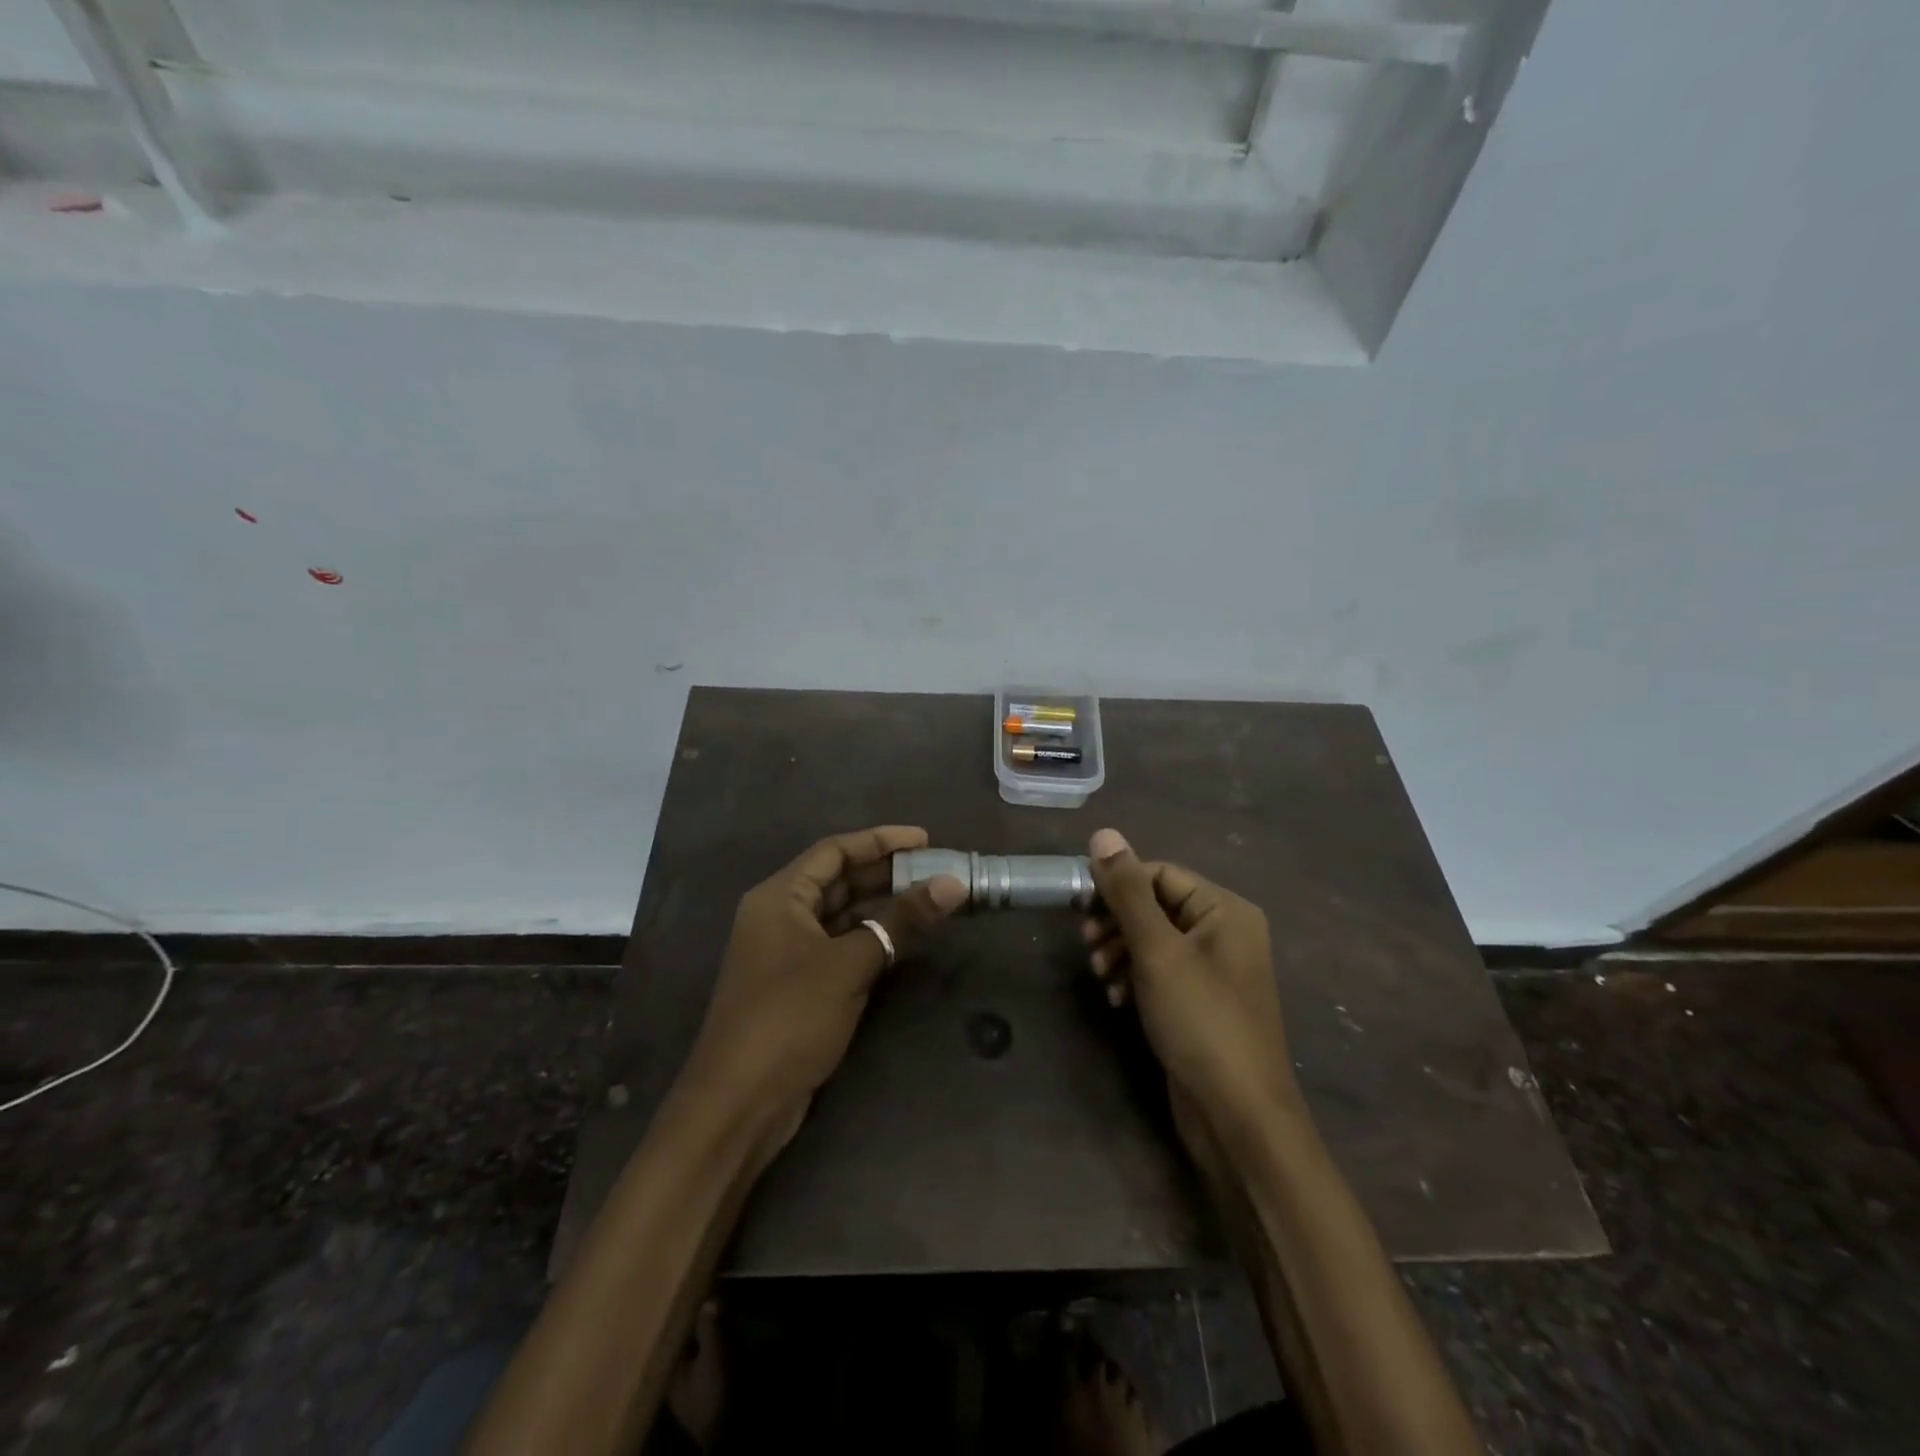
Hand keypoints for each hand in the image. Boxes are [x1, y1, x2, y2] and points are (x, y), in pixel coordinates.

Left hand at [679, 826, 966, 1149]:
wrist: (739, 1103)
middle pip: (839, 880)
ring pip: (844, 915)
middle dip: (887, 873)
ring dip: (884, 907)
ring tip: (932, 899)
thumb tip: (953, 883)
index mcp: (780, 897)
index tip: (925, 839)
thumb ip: (901, 920)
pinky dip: (874, 938)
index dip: (880, 840)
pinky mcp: (801, 985)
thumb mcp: (849, 964)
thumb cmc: (789, 1017)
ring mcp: (790, 952)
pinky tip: (907, 938)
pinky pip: (843, 945)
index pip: (834, 851)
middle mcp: (781, 916)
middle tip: (937, 871)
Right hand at [1080, 828, 1299, 1139]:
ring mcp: (1215, 970)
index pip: (1161, 873)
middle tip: (1087, 943)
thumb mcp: (1157, 950)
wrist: (1237, 1116)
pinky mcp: (1202, 1002)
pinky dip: (1135, 977)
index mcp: (1225, 910)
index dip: (1118, 884)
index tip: (1080, 906)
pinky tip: (1116, 998)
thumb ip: (1127, 891)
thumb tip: (1103, 834)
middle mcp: (1225, 933)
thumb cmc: (1200, 1021)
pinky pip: (1162, 972)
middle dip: (1118, 922)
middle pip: (1157, 905)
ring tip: (1100, 975)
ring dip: (1121, 951)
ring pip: (1155, 940)